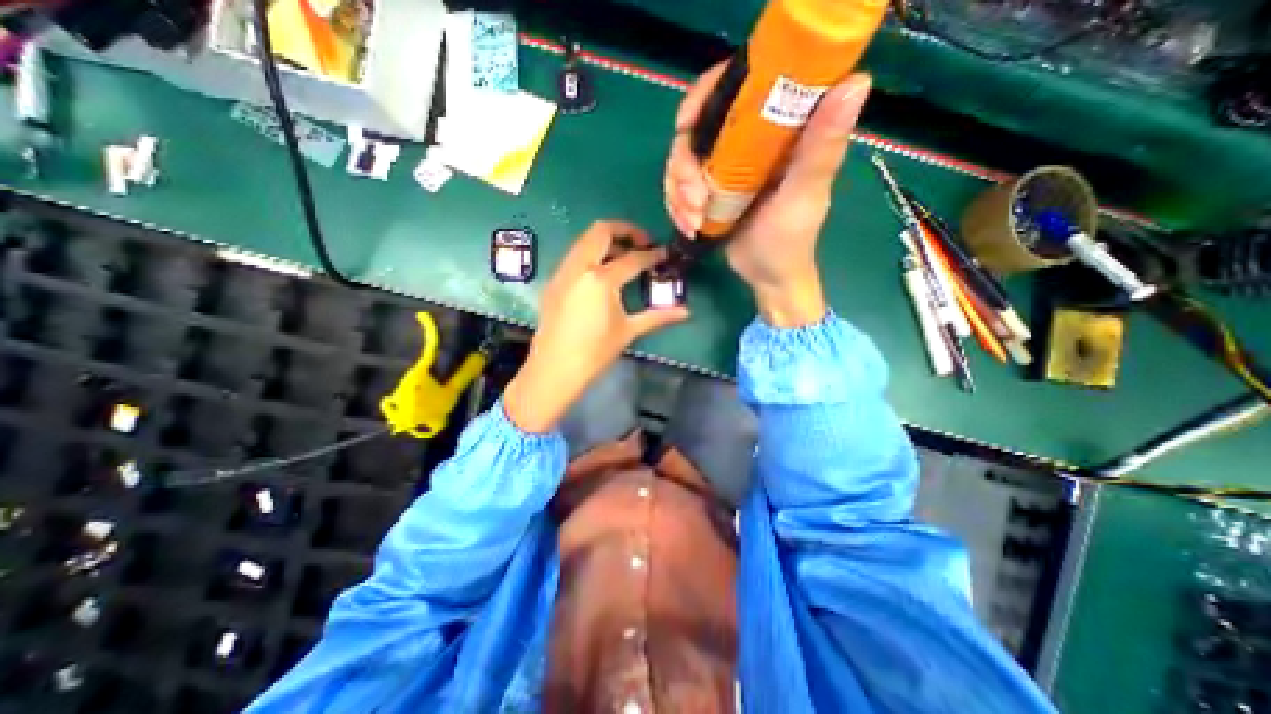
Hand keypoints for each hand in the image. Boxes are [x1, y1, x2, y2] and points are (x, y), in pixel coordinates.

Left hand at [503, 221, 691, 431]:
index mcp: (601, 280)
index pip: (633, 258)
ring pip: (584, 240)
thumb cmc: (595, 353)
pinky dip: (591, 254)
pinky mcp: (553, 282)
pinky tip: (601, 275)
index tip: (664, 255)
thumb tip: (686, 311)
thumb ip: (658, 316)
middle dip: (626, 231)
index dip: (652, 255)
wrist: (555, 370)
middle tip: (642, 244)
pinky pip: (574, 256)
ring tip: (623, 258)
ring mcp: (563, 272)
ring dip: (606, 241)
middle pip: (602, 231)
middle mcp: (580, 267)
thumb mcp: (628, 331)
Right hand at [666, 65, 873, 325]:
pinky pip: (679, 187)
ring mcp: (724, 167)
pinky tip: (688, 226)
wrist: (767, 277)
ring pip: (682, 161)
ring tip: (692, 221)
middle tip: (693, 200)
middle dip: (684, 165)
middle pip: (696, 129)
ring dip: (678, 193)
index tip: (686, 126)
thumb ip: (821, 148)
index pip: (735, 89)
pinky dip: (677, 206)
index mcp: (777, 130)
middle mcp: (747, 142)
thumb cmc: (789, 240)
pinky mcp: (710, 190)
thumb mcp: (804, 196)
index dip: (702, 98)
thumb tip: (856, 81)